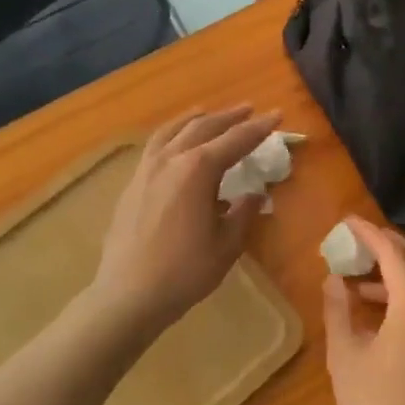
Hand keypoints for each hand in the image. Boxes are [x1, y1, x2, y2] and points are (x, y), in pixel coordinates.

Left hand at [89, 107, 279, 331]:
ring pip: (173, 131)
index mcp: (197, 170)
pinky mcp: (132, 184)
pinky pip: (155, 146)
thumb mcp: (226, 244)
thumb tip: (253, 194)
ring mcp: (146, 170)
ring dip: (195, 119)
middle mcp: (170, 160)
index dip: (258, 128)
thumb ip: (242, 213)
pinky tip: (175, 143)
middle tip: (249, 109)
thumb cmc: (184, 271)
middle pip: (203, 127)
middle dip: (229, 117)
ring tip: (207, 112)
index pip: (235, 141)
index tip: (277, 115)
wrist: (128, 295)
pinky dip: (171, 134)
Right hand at [323, 217, 404, 404]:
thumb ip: (338, 309)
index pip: (393, 254)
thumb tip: (334, 279)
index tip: (347, 221)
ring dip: (398, 269)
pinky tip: (378, 308)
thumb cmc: (374, 402)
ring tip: (362, 276)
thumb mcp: (345, 353)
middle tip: (361, 239)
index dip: (369, 234)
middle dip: (390, 243)